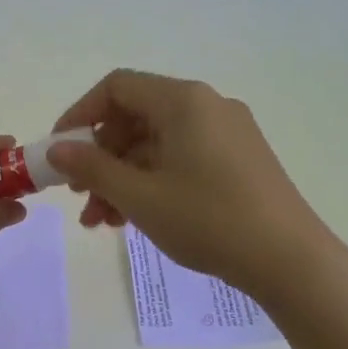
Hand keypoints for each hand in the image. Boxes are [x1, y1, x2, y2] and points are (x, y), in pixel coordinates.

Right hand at [47, 69, 323, 298]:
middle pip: (136, 118)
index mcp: (184, 101)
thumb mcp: (140, 196)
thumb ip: (93, 168)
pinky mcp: (238, 160)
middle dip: (100, 158)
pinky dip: (152, 183)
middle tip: (79, 195)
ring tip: (102, 221)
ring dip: (122, 178)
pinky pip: (180, 160)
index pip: (117, 88)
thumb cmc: (208, 220)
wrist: (290, 260)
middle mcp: (206, 106)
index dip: (80, 115)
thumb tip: (57, 150)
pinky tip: (135, 219)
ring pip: (156, 145)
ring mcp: (226, 134)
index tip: (60, 151)